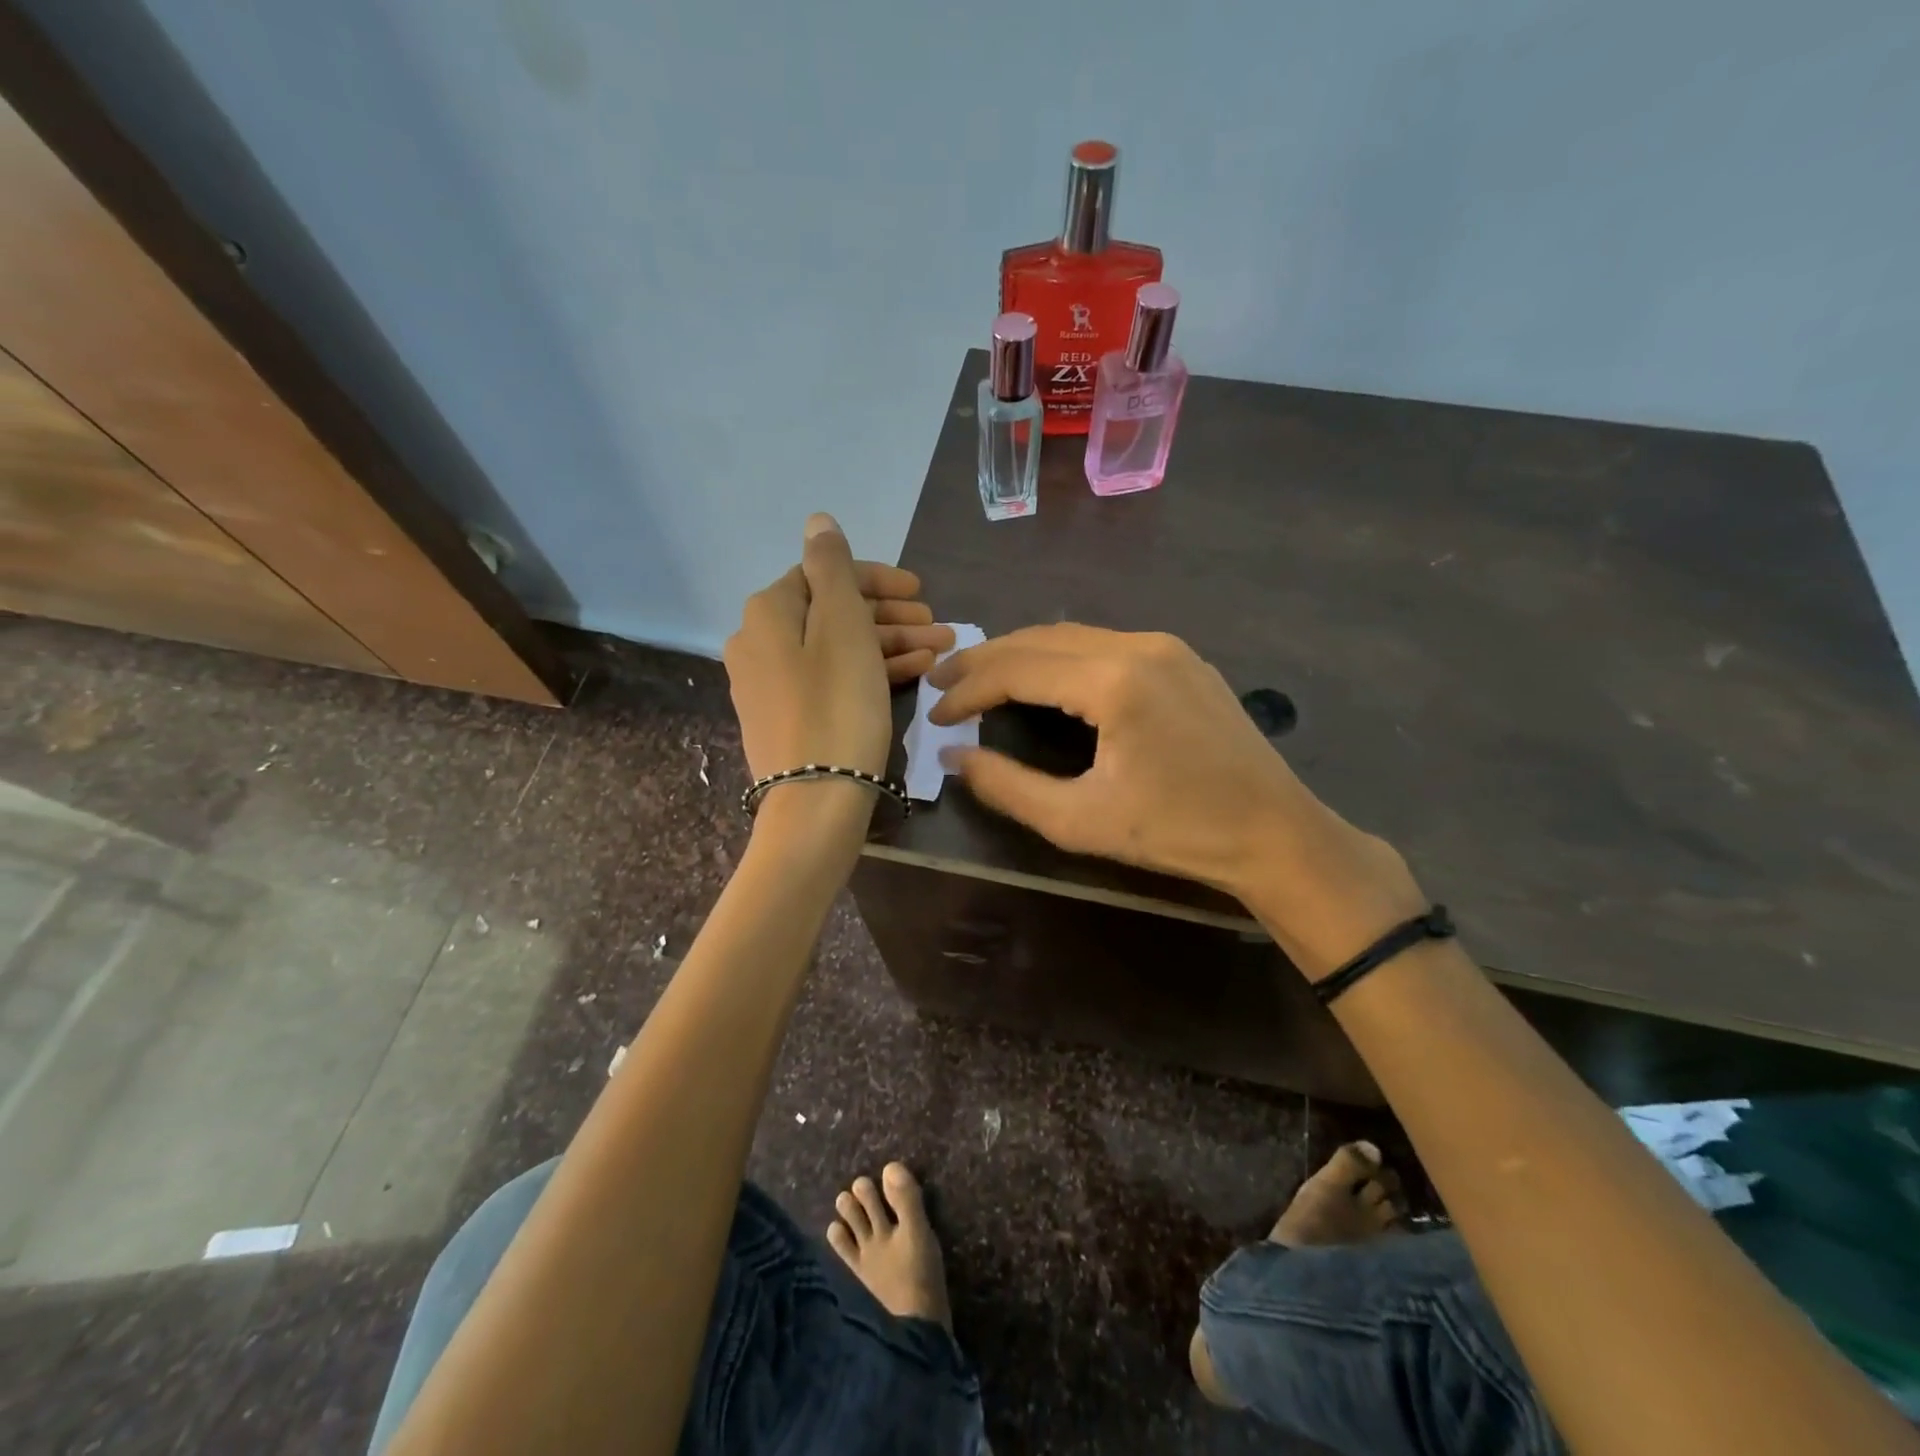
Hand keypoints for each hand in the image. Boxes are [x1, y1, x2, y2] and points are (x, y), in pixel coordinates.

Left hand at [724, 514, 951, 785]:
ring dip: (890, 643)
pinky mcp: (789, 716)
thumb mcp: (841, 626)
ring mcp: (772, 683)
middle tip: (938, 625)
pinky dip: (871, 671)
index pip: (826, 576)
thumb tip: (817, 521)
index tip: (922, 592)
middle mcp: (760, 642)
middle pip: (834, 613)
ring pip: (839, 648)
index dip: (878, 580)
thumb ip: (831, 567)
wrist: (816, 801)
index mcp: (768, 612)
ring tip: (939, 650)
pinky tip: (915, 672)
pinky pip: (833, 678)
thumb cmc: (836, 704)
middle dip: (891, 616)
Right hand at [927, 624, 1424, 971]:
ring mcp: (1165, 645)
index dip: (968, 689)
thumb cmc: (1177, 833)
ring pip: (1071, 634)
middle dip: (984, 659)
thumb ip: (1007, 786)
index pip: (1017, 668)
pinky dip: (1060, 656)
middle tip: (943, 683)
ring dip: (1021, 653)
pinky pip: (1103, 642)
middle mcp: (1138, 645)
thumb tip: (954, 757)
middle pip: (1039, 639)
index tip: (935, 715)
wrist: (1274, 833)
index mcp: (1114, 681)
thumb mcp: (1079, 821)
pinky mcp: (1181, 657)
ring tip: (981, 678)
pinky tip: (1044, 678)